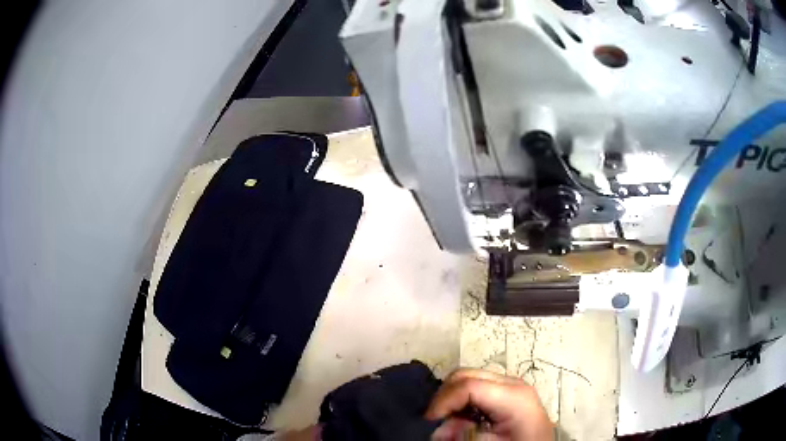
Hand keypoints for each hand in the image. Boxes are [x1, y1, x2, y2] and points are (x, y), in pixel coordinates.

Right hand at [426, 369, 552, 440]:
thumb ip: (464, 434)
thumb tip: (439, 429)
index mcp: (513, 395)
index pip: (468, 386)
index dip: (443, 401)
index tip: (429, 420)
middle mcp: (511, 382)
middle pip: (466, 375)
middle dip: (444, 396)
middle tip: (435, 420)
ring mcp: (509, 384)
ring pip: (468, 378)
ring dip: (452, 398)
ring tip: (448, 421)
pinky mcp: (506, 390)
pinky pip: (476, 386)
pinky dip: (461, 400)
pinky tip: (462, 418)